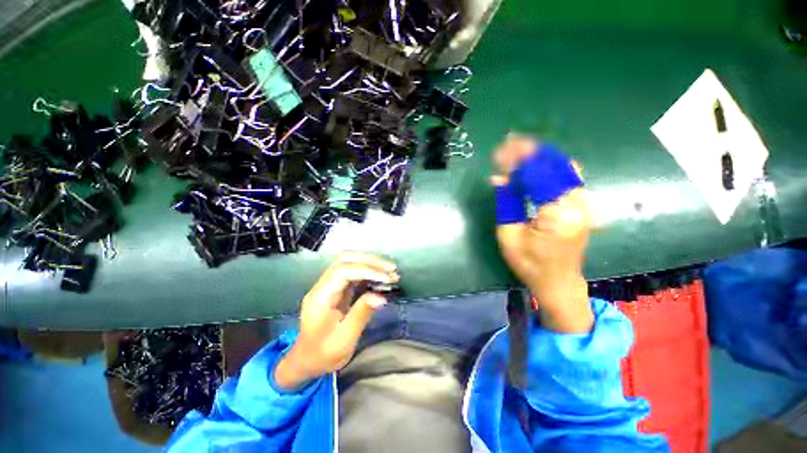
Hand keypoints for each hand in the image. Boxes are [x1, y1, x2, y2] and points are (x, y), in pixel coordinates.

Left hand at [274, 252, 398, 389]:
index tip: (386, 278)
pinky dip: (369, 271)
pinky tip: (382, 277)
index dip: (366, 270)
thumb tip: (381, 297)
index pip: (343, 271)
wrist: (307, 360)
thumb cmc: (323, 353)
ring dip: (371, 263)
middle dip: (370, 261)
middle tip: (392, 269)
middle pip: (345, 259)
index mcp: (320, 296)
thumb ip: (361, 314)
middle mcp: (323, 285)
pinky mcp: (337, 288)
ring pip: (350, 262)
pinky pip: (354, 272)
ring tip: (391, 271)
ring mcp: (330, 284)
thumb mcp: (344, 339)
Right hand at [492, 135, 593, 332]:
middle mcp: (579, 204)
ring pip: (564, 167)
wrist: (558, 282)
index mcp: (559, 215)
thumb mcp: (509, 236)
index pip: (537, 176)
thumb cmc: (529, 264)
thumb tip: (499, 177)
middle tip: (508, 143)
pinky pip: (568, 176)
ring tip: (519, 150)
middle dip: (530, 152)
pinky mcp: (583, 204)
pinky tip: (536, 163)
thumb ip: (506, 203)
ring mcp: (585, 204)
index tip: (500, 150)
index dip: (517, 161)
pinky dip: (550, 165)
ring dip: (540, 156)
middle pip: (555, 166)